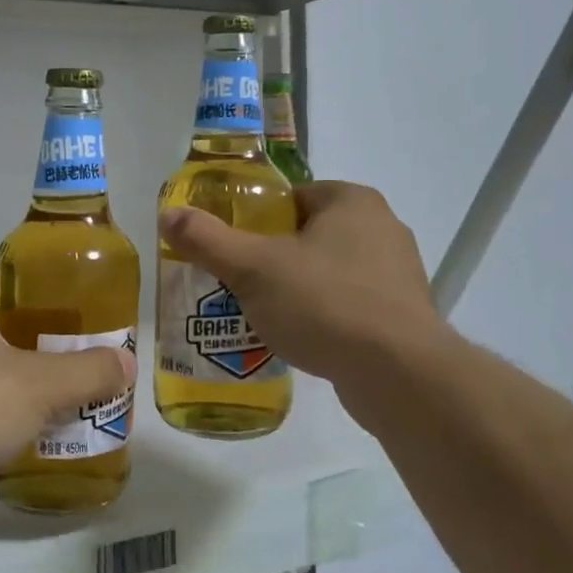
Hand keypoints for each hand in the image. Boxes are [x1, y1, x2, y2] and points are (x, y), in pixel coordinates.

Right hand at [159, 181, 446, 389]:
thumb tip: (168, 214)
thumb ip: (208, 239)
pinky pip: (350, 305)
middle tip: (238, 283)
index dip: (255, 220)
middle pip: (308, 235)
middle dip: (273, 258)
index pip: (291, 198)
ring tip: (262, 314)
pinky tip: (301, 339)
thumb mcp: (253, 268)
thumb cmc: (324, 303)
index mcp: (352, 201)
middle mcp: (382, 228)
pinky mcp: (404, 315)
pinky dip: (324, 316)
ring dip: (298, 289)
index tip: (231, 248)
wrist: (399, 375)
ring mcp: (398, 273)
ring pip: (329, 272)